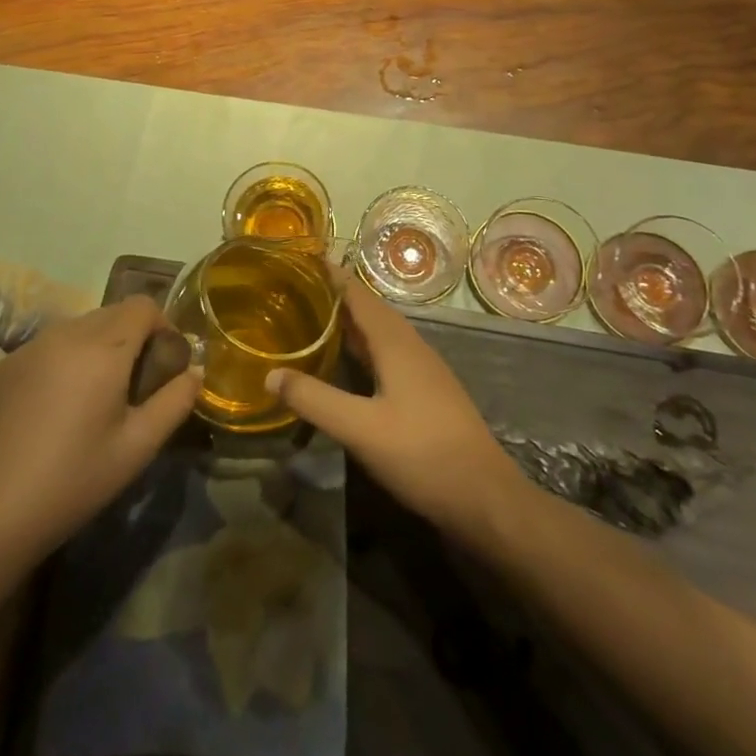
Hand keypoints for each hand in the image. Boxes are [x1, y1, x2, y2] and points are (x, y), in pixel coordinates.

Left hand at [0, 297, 200, 567]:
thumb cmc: (70, 483)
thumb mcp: (136, 449)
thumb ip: (175, 403)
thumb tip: (194, 373)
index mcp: (102, 348)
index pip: (143, 305)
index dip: (163, 327)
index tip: (164, 367)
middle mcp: (65, 333)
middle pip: (113, 312)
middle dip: (133, 337)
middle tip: (134, 387)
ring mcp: (29, 347)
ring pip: (80, 327)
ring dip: (99, 347)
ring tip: (95, 400)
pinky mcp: (3, 367)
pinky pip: (49, 346)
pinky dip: (66, 360)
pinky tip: (55, 411)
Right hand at [265, 267, 530, 546]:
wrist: (485, 497)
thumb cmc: (422, 454)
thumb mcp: (360, 429)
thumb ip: (314, 399)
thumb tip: (270, 374)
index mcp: (395, 342)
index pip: (357, 293)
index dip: (330, 274)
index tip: (299, 258)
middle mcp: (411, 345)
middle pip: (368, 308)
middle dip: (334, 294)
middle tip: (295, 288)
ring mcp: (423, 368)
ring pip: (380, 331)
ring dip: (349, 320)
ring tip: (313, 317)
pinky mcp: (427, 390)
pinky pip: (388, 351)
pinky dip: (362, 345)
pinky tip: (348, 362)